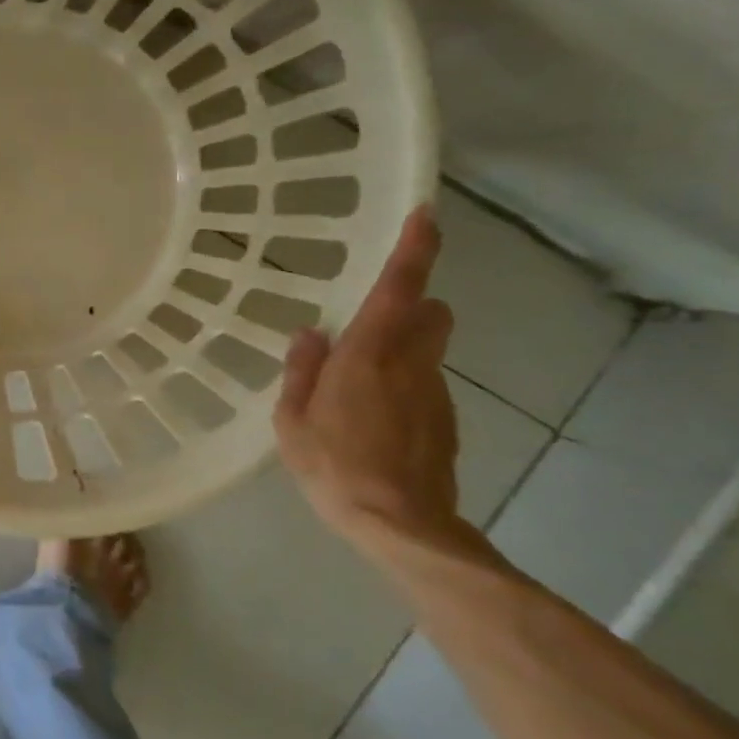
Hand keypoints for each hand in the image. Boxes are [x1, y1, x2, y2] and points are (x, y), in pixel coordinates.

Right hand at [275, 205, 459, 544]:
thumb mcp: (293, 420)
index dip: (415, 249)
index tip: (426, 215)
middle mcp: (412, 363)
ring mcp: (435, 393)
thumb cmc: (334, 465)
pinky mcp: (446, 421)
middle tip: (369, 328)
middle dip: (411, 307)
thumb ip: (301, 371)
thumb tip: (310, 335)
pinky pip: (424, 386)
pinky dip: (403, 389)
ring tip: (356, 392)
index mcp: (370, 355)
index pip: (401, 288)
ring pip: (427, 352)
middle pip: (431, 313)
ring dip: (401, 353)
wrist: (400, 524)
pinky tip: (373, 425)